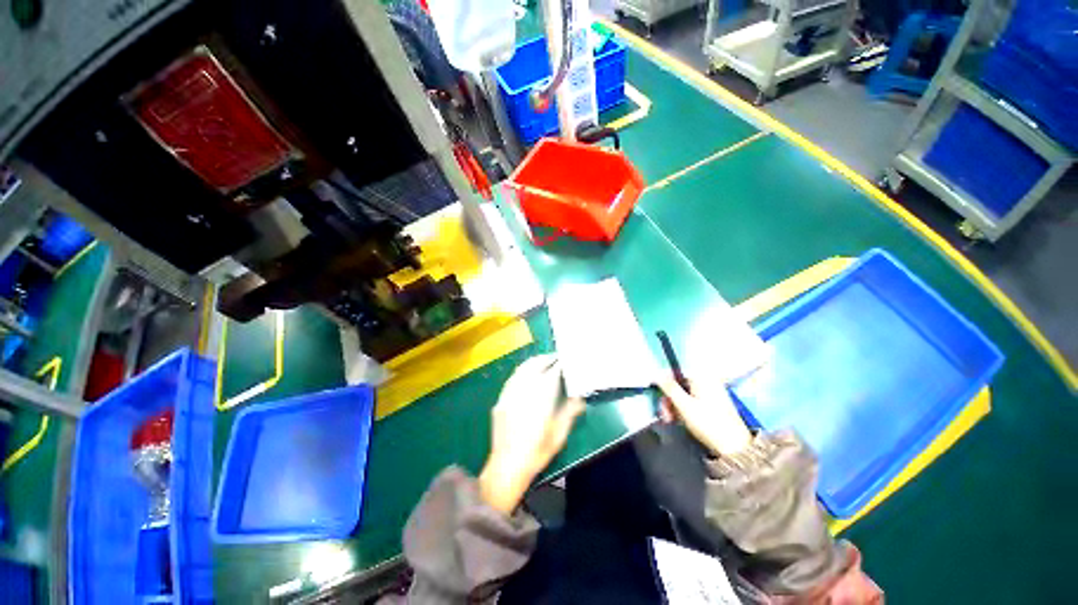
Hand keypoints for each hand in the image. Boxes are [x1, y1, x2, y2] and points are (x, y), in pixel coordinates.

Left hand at [479, 354, 584, 513]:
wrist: (507, 466)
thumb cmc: (537, 451)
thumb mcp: (559, 434)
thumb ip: (570, 412)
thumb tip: (580, 398)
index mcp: (540, 397)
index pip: (551, 372)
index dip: (559, 364)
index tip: (565, 360)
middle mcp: (524, 390)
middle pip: (534, 365)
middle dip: (545, 358)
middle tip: (555, 358)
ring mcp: (509, 394)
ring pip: (521, 369)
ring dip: (533, 362)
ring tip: (542, 362)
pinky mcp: (501, 400)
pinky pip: (512, 379)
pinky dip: (521, 372)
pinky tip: (526, 376)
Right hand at [658, 378, 751, 456]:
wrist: (733, 446)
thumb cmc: (708, 423)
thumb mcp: (684, 405)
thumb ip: (669, 387)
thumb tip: (656, 373)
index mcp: (701, 377)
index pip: (675, 371)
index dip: (663, 382)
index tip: (656, 394)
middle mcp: (706, 380)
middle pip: (678, 383)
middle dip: (668, 398)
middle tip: (664, 414)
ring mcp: (709, 392)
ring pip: (683, 393)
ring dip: (673, 405)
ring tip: (670, 420)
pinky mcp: (711, 403)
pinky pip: (691, 400)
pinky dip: (682, 408)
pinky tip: (679, 420)